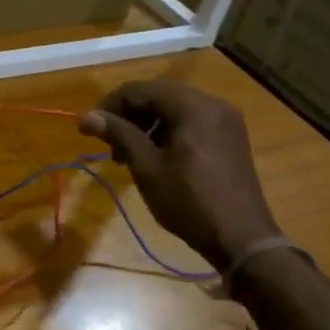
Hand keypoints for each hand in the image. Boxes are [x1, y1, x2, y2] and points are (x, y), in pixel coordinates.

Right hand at [79, 79, 279, 268]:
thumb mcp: (147, 167)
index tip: (88, 130)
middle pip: (158, 95)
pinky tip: (155, 156)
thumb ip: (119, 134)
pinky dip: (167, 131)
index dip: (109, 106)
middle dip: (128, 115)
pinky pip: (190, 122)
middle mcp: (213, 104)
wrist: (241, 239)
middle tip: (108, 143)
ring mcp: (225, 121)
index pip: (140, 90)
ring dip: (146, 124)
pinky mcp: (230, 138)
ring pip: (174, 108)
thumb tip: (87, 117)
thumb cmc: (189, 201)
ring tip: (128, 154)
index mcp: (193, 107)